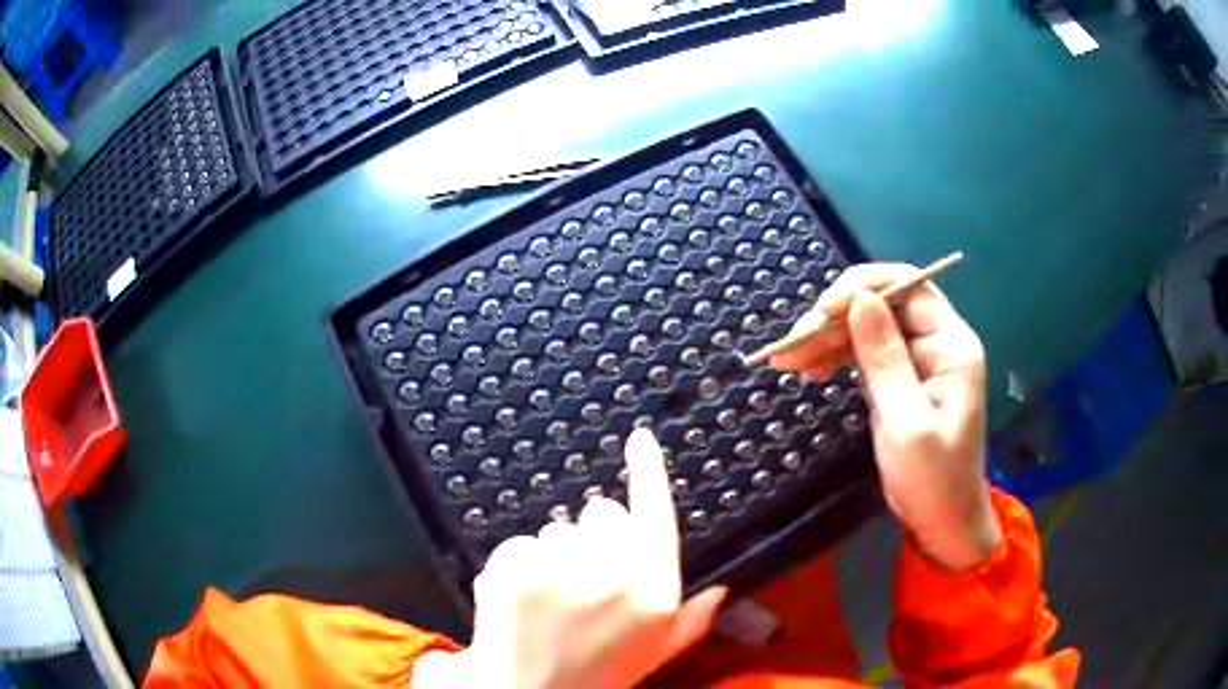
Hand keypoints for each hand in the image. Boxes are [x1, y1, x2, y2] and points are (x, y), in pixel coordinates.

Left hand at [413, 429, 726, 688]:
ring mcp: (560, 571)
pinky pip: (519, 543)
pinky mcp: (513, 569)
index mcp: (656, 594)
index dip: (648, 472)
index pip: (656, 515)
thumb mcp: (654, 653)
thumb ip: (691, 621)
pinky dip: (517, 566)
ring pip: (556, 529)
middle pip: (602, 512)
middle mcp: (614, 576)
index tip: (639, 438)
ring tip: (550, 599)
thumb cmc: (597, 675)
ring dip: (554, 555)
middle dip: (593, 535)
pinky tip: (521, 600)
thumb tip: (721, 587)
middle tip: (582, 578)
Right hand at [771, 263, 1001, 571]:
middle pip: (883, 304)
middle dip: (835, 318)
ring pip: (868, 327)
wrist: (943, 522)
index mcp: (951, 345)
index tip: (822, 311)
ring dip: (828, 339)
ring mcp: (918, 360)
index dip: (863, 286)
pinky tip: (811, 370)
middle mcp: (936, 343)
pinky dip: (836, 357)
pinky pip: (865, 353)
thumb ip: (885, 359)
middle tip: (790, 347)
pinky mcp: (900, 379)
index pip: (909, 286)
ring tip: (789, 362)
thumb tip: (860, 299)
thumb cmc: (933, 479)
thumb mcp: (906, 422)